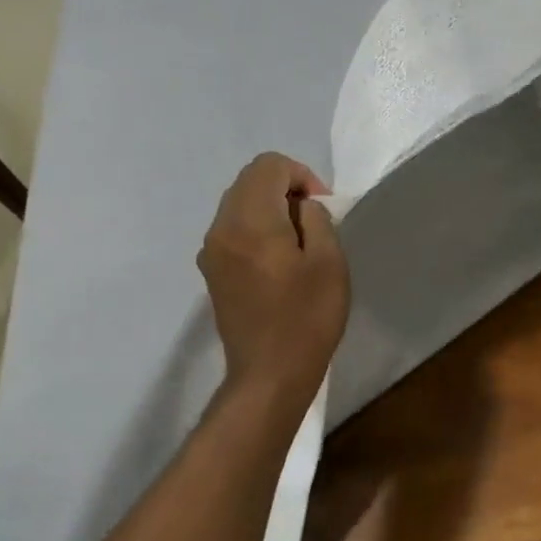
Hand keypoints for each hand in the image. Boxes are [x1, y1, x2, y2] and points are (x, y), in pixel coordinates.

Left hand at [198, 154, 350, 394]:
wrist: (269, 374)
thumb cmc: (307, 318)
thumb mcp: (329, 262)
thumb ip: (317, 220)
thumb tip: (301, 208)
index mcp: (251, 221)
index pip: (268, 166)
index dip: (300, 174)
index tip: (321, 206)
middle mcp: (221, 229)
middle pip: (249, 181)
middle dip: (284, 188)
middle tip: (314, 220)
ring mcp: (211, 252)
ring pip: (238, 204)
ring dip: (270, 208)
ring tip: (299, 241)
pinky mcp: (211, 272)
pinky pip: (232, 230)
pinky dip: (256, 228)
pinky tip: (278, 260)